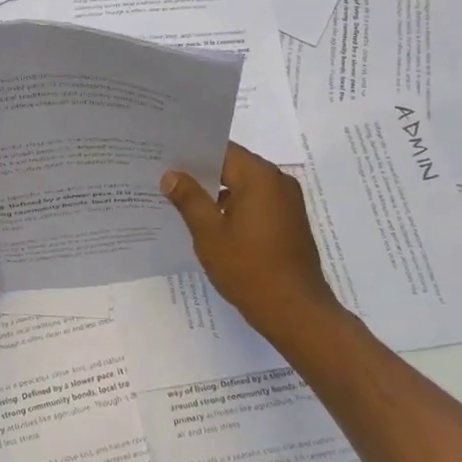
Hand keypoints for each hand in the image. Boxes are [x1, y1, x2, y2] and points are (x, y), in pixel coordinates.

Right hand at [160, 143, 340, 333]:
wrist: (295, 311)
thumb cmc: (249, 268)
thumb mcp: (209, 233)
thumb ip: (189, 199)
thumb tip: (171, 175)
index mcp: (259, 176)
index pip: (221, 150)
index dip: (192, 153)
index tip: (165, 158)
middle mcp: (278, 181)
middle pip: (234, 166)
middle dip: (202, 173)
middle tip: (167, 179)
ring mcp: (287, 202)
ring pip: (244, 185)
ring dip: (218, 192)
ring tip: (182, 202)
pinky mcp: (290, 221)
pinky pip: (256, 202)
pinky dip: (235, 207)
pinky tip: (210, 223)